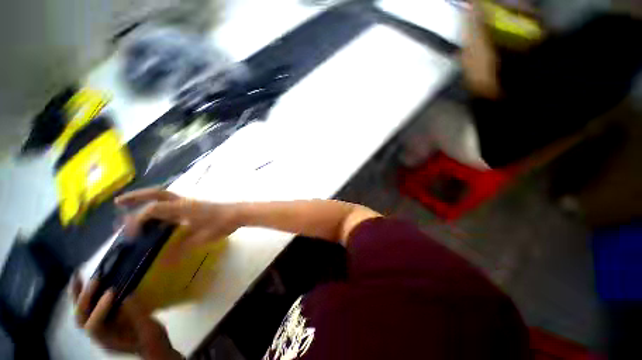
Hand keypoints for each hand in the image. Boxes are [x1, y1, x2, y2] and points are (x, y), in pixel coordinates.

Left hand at [72, 275, 181, 359]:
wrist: (151, 346)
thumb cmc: (151, 340)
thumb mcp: (148, 329)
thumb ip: (138, 315)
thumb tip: (128, 294)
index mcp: (107, 340)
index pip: (94, 326)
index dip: (99, 309)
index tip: (113, 291)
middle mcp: (97, 334)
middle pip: (82, 319)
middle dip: (84, 299)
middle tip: (95, 280)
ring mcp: (99, 326)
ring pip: (80, 312)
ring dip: (78, 294)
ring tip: (79, 275)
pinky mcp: (103, 318)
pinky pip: (87, 307)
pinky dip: (82, 293)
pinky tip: (84, 280)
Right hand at [115, 189, 237, 262]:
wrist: (238, 214)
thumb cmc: (221, 224)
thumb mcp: (202, 238)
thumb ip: (182, 248)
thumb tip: (163, 261)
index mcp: (183, 208)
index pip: (153, 210)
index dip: (138, 221)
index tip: (129, 235)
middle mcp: (183, 202)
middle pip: (156, 194)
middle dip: (136, 197)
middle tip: (118, 203)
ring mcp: (188, 202)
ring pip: (163, 197)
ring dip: (145, 201)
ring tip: (129, 208)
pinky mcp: (193, 205)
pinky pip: (171, 204)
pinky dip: (159, 208)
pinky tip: (155, 218)